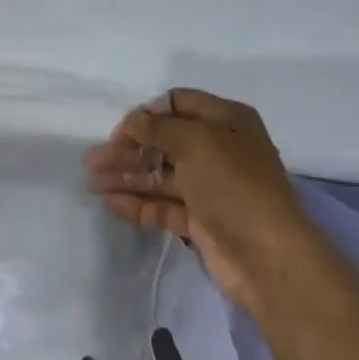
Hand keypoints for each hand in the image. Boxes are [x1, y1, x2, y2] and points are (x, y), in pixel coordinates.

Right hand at [85, 88, 307, 314]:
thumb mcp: (197, 143)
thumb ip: (159, 128)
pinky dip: (137, 202)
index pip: (178, 104)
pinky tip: (109, 202)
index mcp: (227, 122)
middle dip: (129, 148)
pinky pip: (162, 206)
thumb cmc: (234, 187)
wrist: (266, 255)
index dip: (146, 114)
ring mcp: (209, 188)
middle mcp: (219, 151)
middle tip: (92, 160)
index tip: (118, 132)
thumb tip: (133, 121)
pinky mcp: (199, 221)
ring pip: (160, 176)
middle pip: (164, 142)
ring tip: (91, 181)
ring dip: (126, 176)